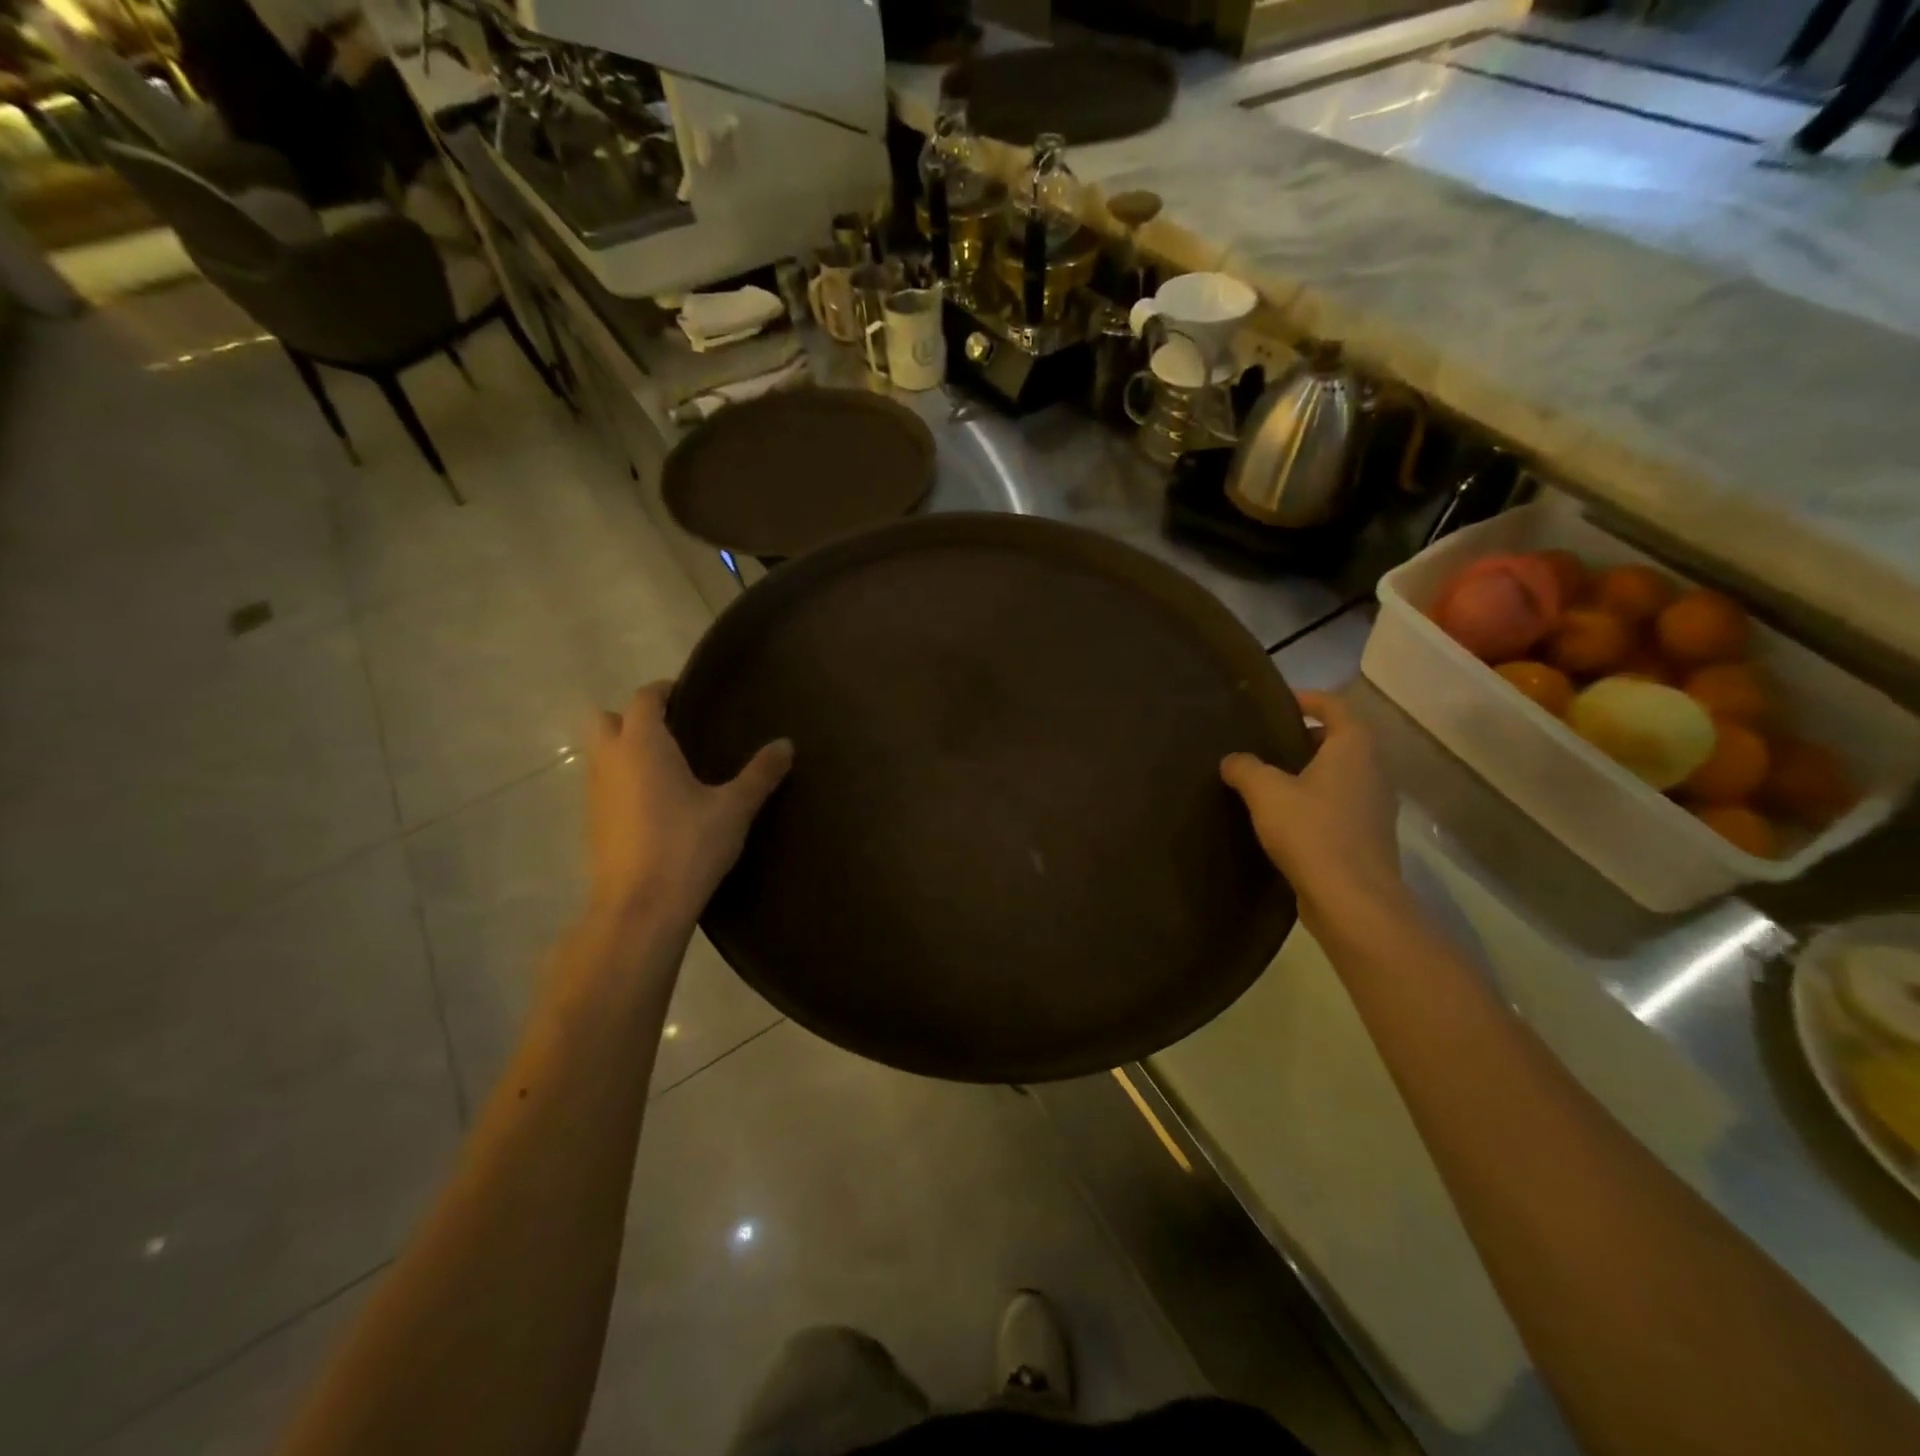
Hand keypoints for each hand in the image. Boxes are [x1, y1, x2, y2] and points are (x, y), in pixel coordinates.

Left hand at [586, 683, 792, 923]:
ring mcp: (595, 793)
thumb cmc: (688, 846)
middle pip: (608, 720)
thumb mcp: (734, 808)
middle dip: (634, 718)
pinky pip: (604, 785)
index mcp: (643, 745)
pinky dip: (623, 782)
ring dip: (626, 750)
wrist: (641, 908)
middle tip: (674, 732)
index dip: (665, 691)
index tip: (689, 695)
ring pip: (601, 754)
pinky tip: (655, 805)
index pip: (645, 698)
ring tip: (668, 767)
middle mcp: (611, 760)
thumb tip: (786, 744)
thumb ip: (760, 773)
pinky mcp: (593, 823)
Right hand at [1220, 690, 1404, 928]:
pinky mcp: (1367, 838)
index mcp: (1353, 749)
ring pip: (1341, 776)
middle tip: (1268, 743)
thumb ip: (1246, 768)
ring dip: (1310, 773)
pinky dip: (1316, 803)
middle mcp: (1372, 772)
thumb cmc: (1311, 832)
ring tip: (1271, 781)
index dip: (1308, 699)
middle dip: (1306, 738)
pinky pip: (1340, 806)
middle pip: (1341, 741)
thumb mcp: (1266, 792)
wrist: (1352, 900)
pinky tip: (1285, 819)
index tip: (1280, 702)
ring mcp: (1374, 807)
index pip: (1335, 707)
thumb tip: (1233, 760)